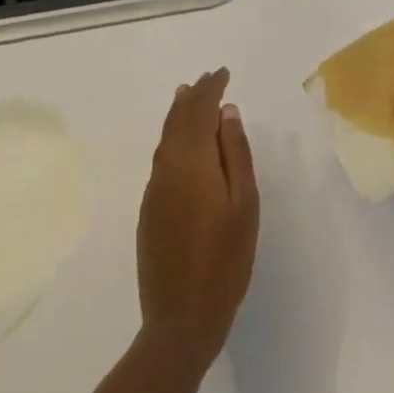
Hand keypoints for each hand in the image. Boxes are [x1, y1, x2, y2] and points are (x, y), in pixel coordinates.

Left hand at [136, 69, 258, 366]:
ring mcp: (154, 190)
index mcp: (191, 163)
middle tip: (210, 77)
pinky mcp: (149, 209)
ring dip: (179, 113)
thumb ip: (236, 154)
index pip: (198, 111)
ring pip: (166, 138)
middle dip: (194, 95)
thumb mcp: (244, 205)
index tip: (223, 72)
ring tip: (189, 95)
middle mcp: (166, 168)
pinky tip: (180, 141)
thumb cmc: (225, 261)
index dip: (211, 89)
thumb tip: (227, 112)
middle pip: (178, 120)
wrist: (180, 319)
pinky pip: (161, 157)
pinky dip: (172, 137)